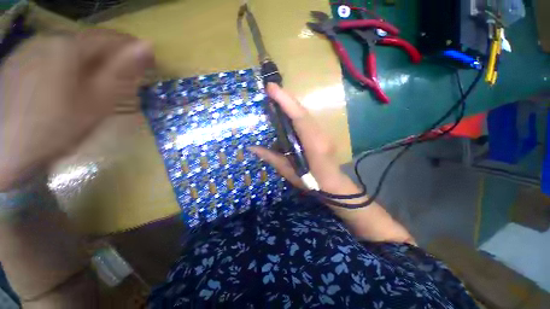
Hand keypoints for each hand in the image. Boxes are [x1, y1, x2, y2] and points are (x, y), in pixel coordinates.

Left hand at [0, 29, 153, 189]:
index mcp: (69, 46)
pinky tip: (66, 86)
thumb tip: (147, 46)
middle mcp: (48, 38)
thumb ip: (122, 71)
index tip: (151, 63)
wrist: (5, 149)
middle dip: (111, 58)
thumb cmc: (56, 127)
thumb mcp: (97, 101)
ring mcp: (29, 49)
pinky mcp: (17, 63)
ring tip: (96, 84)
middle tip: (125, 78)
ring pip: (70, 50)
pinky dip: (67, 67)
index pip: (112, 38)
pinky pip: (51, 57)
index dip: (134, 49)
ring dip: (89, 63)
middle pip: (89, 43)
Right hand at [250, 84, 361, 196]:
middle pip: (302, 111)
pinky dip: (295, 112)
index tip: (272, 88)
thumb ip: (271, 158)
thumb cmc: (311, 182)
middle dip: (286, 98)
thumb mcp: (289, 172)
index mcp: (313, 144)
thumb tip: (252, 148)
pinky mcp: (322, 132)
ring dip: (290, 104)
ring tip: (276, 97)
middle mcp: (320, 134)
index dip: (286, 101)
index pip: (299, 118)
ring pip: (305, 113)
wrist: (334, 184)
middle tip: (270, 89)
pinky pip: (307, 118)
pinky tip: (286, 111)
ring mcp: (323, 132)